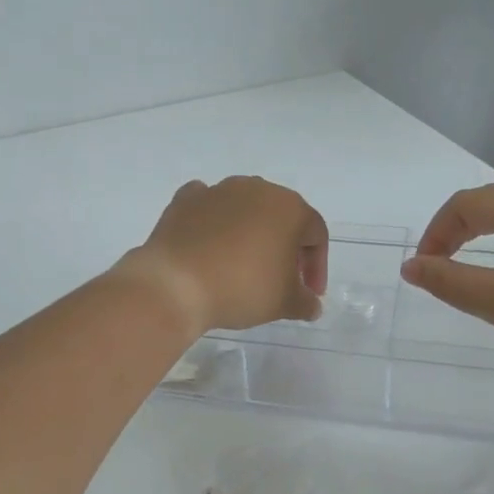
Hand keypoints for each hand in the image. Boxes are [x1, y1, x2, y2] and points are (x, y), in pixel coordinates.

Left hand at [121, 177, 327, 333]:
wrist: (176, 283)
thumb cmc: (242, 287)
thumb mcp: (283, 303)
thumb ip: (305, 301)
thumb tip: (312, 305)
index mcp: (289, 207)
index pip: (315, 235)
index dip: (317, 266)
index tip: (308, 293)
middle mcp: (256, 188)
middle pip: (281, 217)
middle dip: (286, 247)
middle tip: (281, 279)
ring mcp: (218, 190)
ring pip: (245, 210)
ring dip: (250, 234)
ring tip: (243, 266)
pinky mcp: (185, 200)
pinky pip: (208, 208)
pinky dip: (213, 223)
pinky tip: (210, 246)